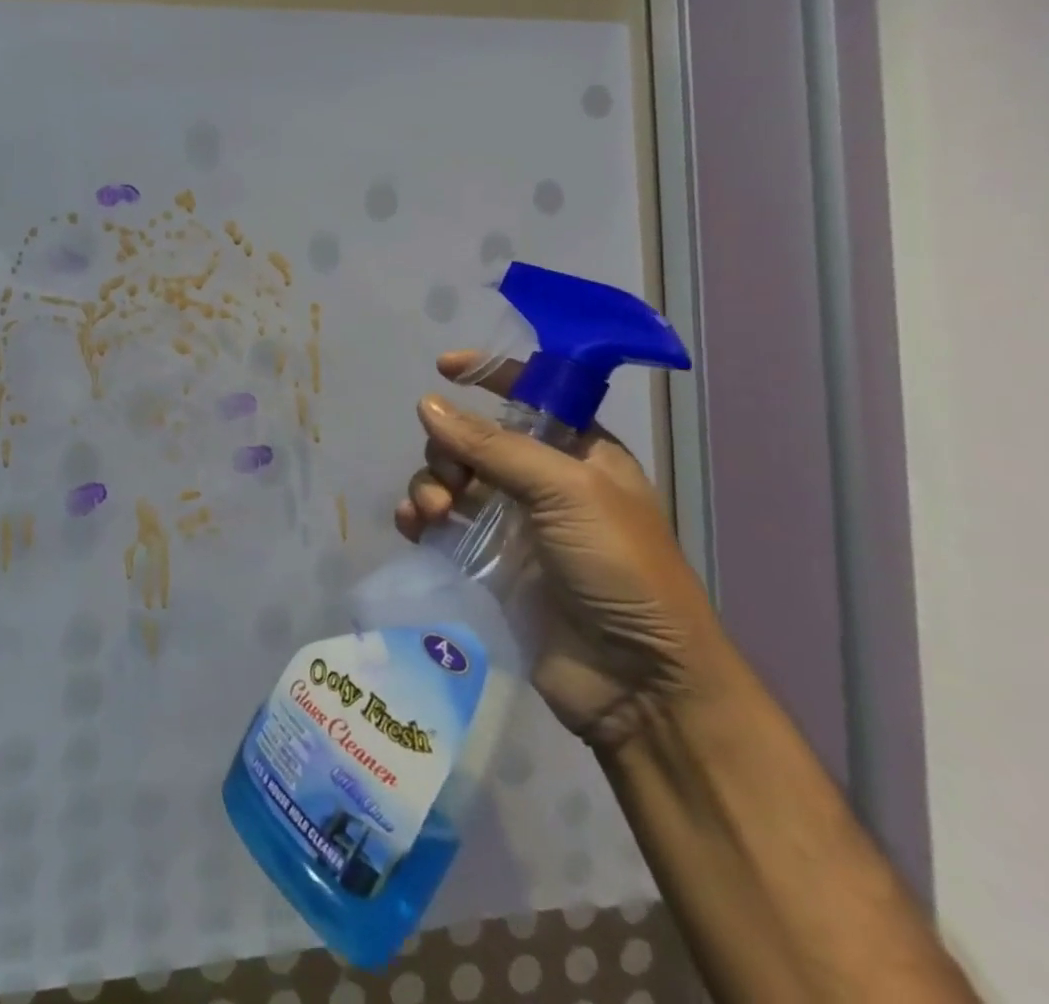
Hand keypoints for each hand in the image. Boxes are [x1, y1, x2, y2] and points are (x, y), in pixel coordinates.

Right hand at [396, 352, 728, 750]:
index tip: (445, 367)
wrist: (637, 682)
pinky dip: (418, 517)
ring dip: (429, 485)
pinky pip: (439, 522)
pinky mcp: (486, 562)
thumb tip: (426, 404)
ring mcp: (513, 523)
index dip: (492, 375)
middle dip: (448, 449)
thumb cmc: (619, 568)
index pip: (533, 395)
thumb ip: (493, 445)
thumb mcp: (565, 491)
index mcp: (581, 453)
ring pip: (451, 479)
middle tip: (448, 477)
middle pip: (475, 439)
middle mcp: (544, 482)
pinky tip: (411, 527)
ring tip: (427, 513)